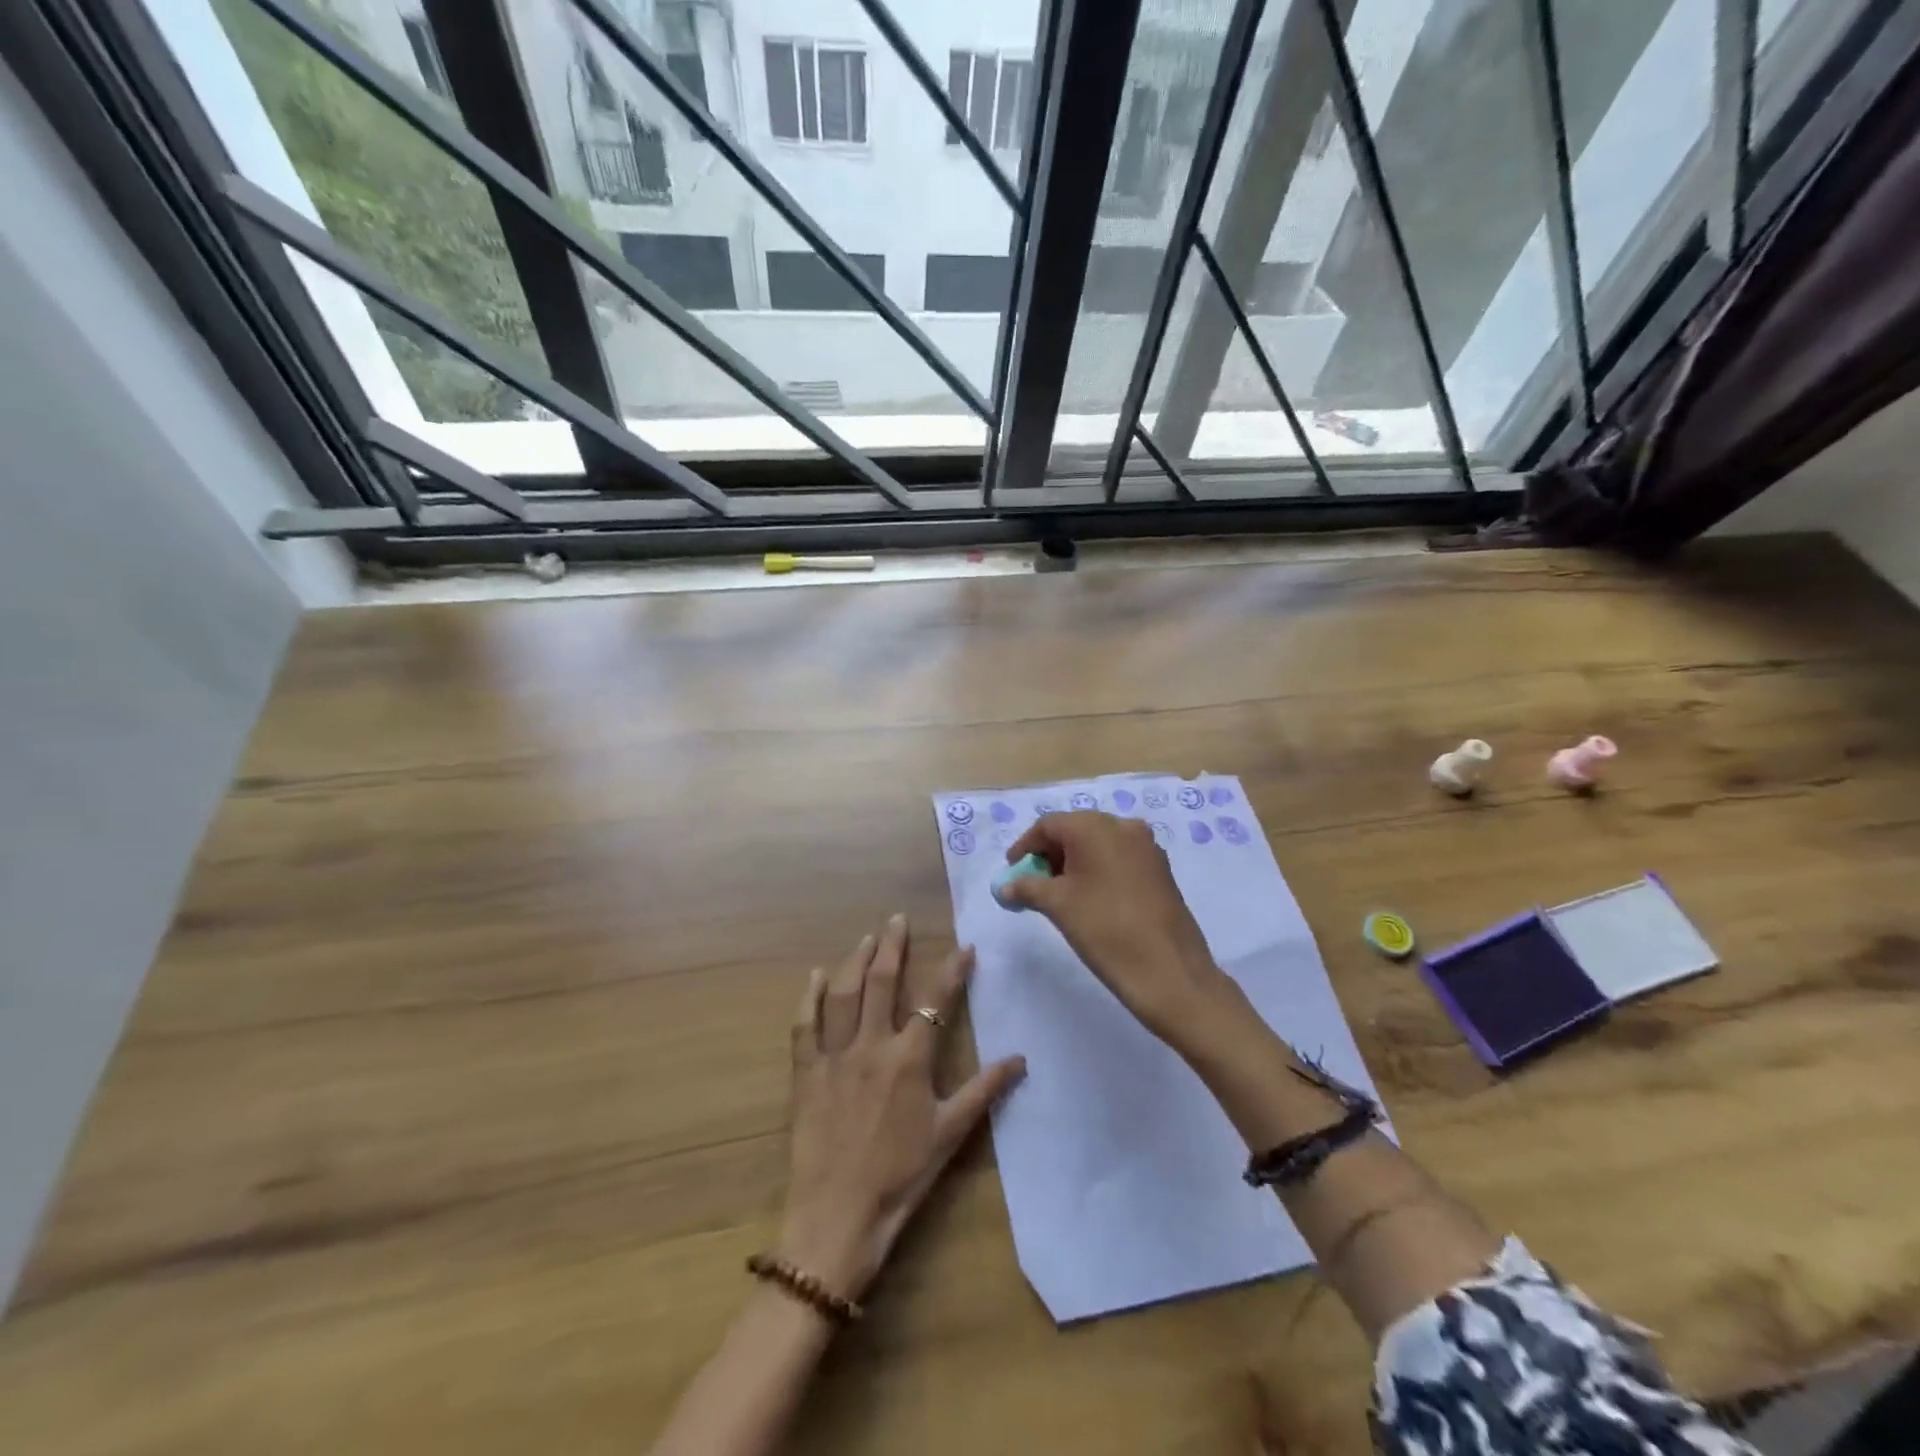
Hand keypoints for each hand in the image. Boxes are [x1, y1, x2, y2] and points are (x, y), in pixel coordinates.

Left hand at [778, 914, 1025, 1304]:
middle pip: (881, 982)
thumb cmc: (900, 1177)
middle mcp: (871, 1045)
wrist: (837, 1217)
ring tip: (867, 937)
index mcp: (909, 1059)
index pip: (935, 1002)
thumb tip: (1021, 1059)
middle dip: (892, 946)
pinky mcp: (805, 1073)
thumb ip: (984, 1091)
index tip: (965, 947)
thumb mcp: (950, 1135)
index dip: (952, 971)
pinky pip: (804, 1026)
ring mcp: (834, 1056)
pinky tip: (816, 976)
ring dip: (856, 960)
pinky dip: (810, 998)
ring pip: (844, 994)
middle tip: (897, 919)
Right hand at [1002, 812, 1229, 1043]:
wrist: (1170, 971)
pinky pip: (1119, 859)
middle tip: (1033, 884)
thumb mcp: (1058, 906)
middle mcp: (1124, 826)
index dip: (1025, 847)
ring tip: (1058, 895)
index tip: (1011, 872)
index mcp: (1096, 827)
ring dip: (1074, 863)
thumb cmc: (1105, 929)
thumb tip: (1006, 886)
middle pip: (1075, 831)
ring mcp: (1147, 847)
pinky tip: (1090, 899)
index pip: (1049, 825)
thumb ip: (1027, 888)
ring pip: (1099, 845)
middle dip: (1050, 855)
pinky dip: (1098, 870)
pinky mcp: (1160, 870)